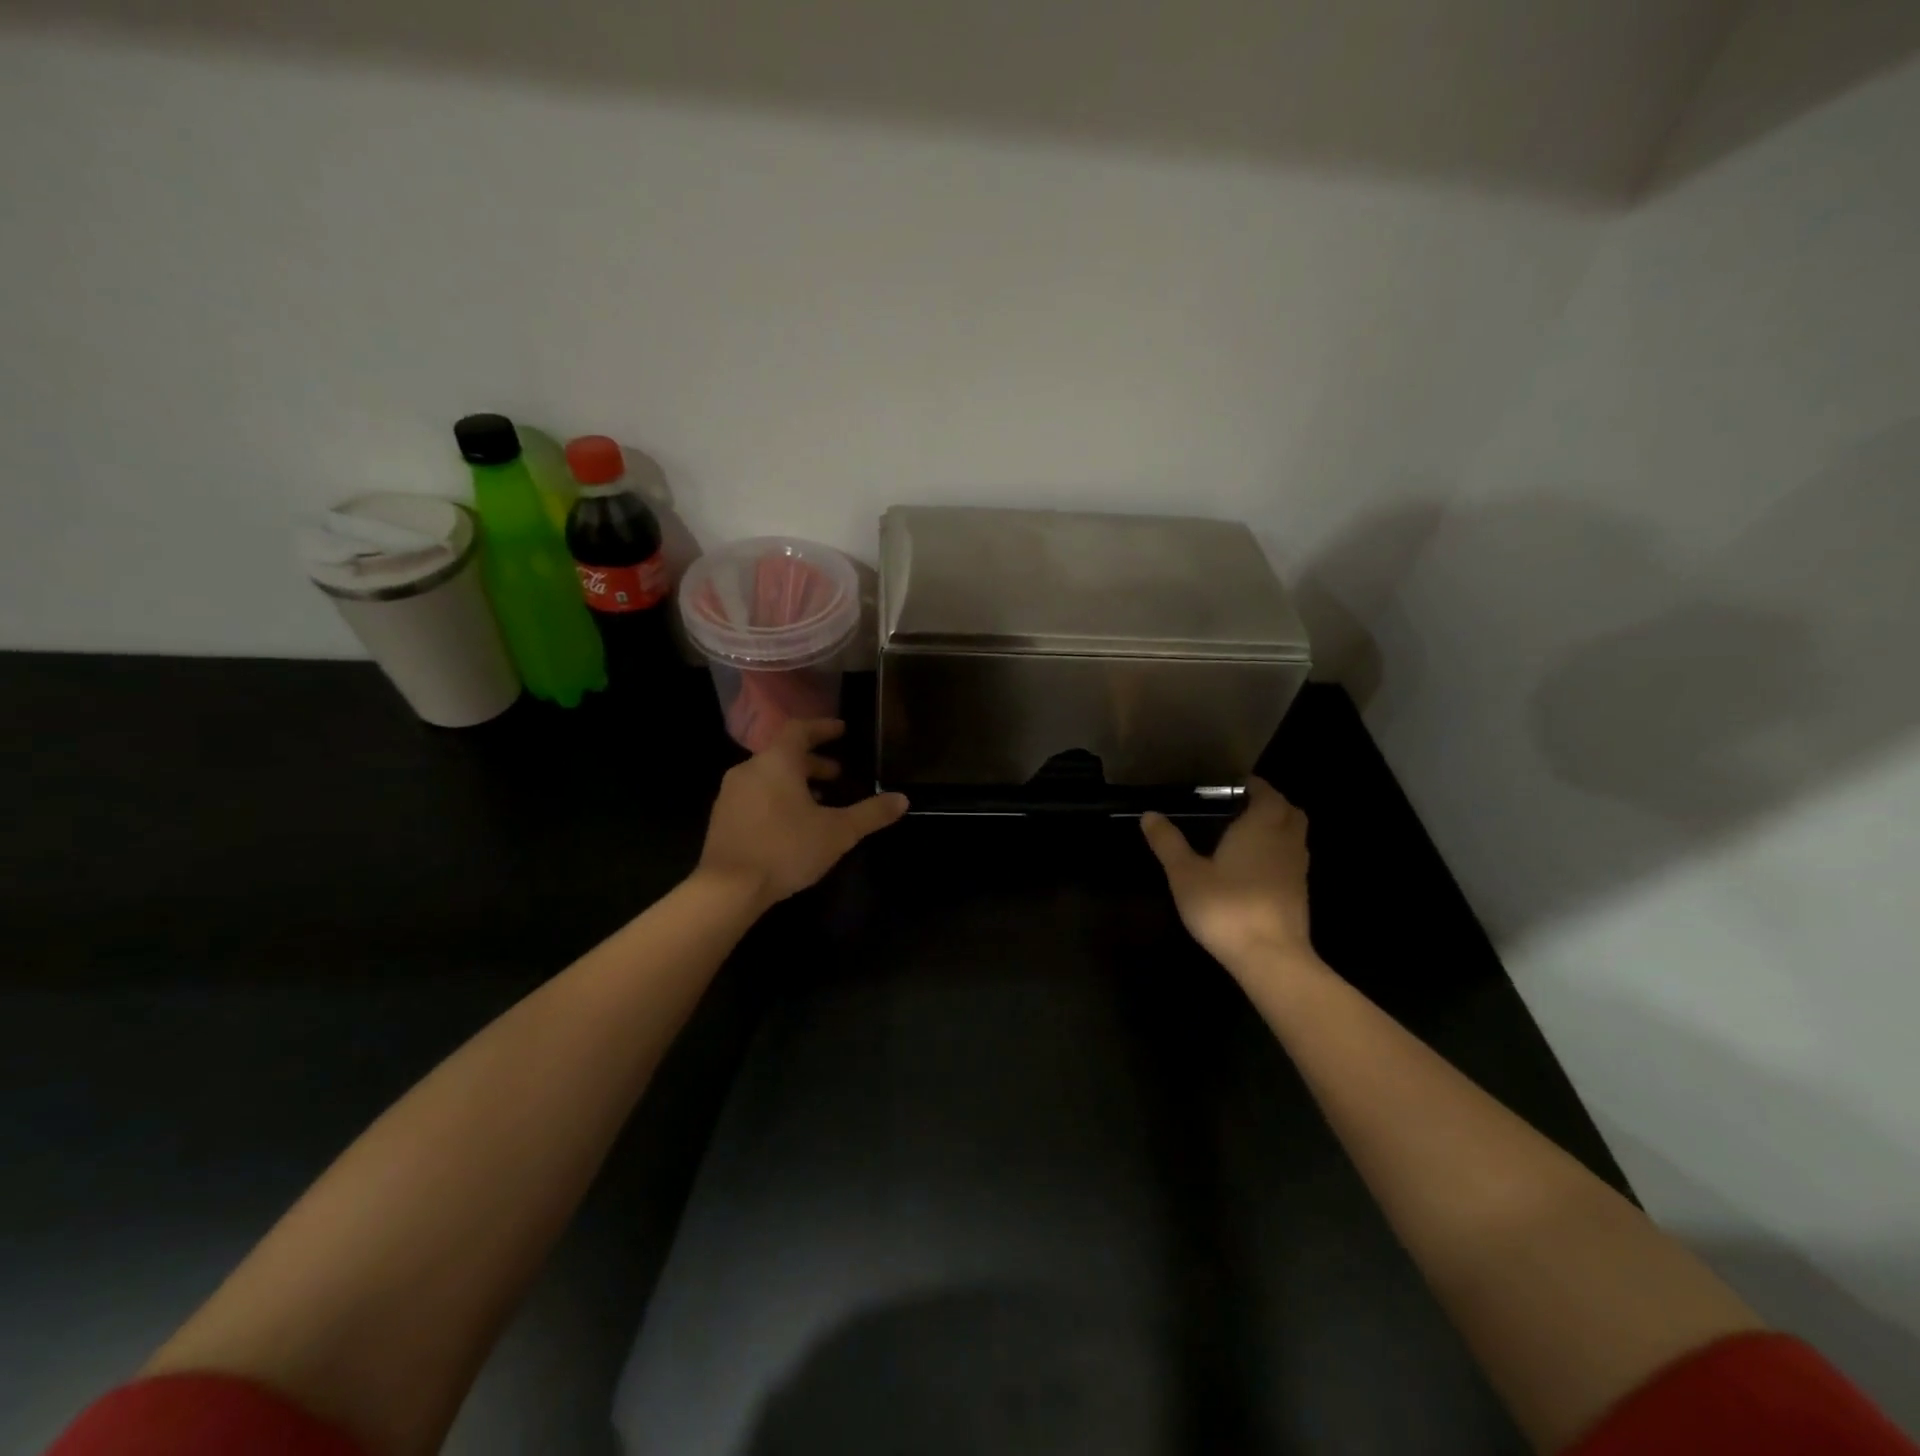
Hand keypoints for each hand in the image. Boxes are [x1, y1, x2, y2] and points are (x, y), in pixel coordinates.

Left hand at [697, 719, 908, 909]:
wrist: (726, 889)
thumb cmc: (785, 849)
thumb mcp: (838, 832)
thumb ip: (871, 813)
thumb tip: (903, 799)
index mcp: (777, 762)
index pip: (800, 730)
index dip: (823, 728)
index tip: (842, 730)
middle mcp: (749, 769)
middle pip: (784, 754)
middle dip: (813, 762)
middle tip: (838, 775)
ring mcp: (731, 794)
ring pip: (769, 776)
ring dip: (796, 783)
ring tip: (819, 802)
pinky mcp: (722, 819)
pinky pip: (755, 796)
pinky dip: (777, 798)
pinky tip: (792, 824)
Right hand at [1141, 778, 1315, 978]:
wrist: (1271, 957)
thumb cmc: (1226, 907)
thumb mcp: (1185, 874)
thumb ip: (1168, 843)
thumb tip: (1149, 815)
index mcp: (1260, 827)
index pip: (1267, 794)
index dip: (1256, 787)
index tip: (1238, 786)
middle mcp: (1285, 841)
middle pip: (1290, 812)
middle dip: (1273, 804)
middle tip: (1246, 806)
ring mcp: (1297, 870)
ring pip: (1296, 836)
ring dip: (1280, 828)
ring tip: (1250, 834)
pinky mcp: (1300, 895)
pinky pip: (1293, 860)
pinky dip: (1280, 854)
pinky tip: (1258, 868)